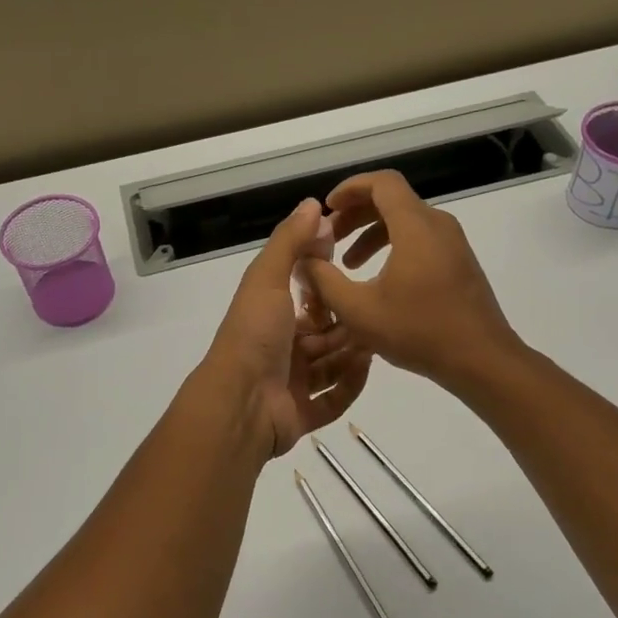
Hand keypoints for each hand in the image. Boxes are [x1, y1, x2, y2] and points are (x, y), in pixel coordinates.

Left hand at [196, 199, 371, 459]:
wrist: (241, 401)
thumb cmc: (255, 334)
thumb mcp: (267, 278)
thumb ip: (289, 241)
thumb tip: (312, 204)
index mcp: (270, 317)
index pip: (306, 298)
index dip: (328, 285)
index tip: (353, 270)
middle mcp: (280, 349)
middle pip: (324, 334)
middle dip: (348, 323)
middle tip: (375, 312)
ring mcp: (290, 384)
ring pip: (332, 365)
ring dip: (352, 353)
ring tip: (377, 339)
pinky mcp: (301, 414)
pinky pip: (333, 400)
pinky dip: (350, 386)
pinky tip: (366, 369)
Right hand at [301, 171, 521, 392]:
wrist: (482, 360)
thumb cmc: (419, 331)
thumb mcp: (358, 310)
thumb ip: (324, 280)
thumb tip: (304, 259)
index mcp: (415, 226)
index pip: (382, 182)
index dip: (350, 188)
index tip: (327, 208)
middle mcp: (437, 225)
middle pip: (392, 200)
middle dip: (355, 214)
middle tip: (329, 238)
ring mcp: (453, 243)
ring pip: (406, 221)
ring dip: (372, 234)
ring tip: (348, 264)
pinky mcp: (459, 263)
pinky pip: (420, 239)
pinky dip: (393, 247)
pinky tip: (378, 280)